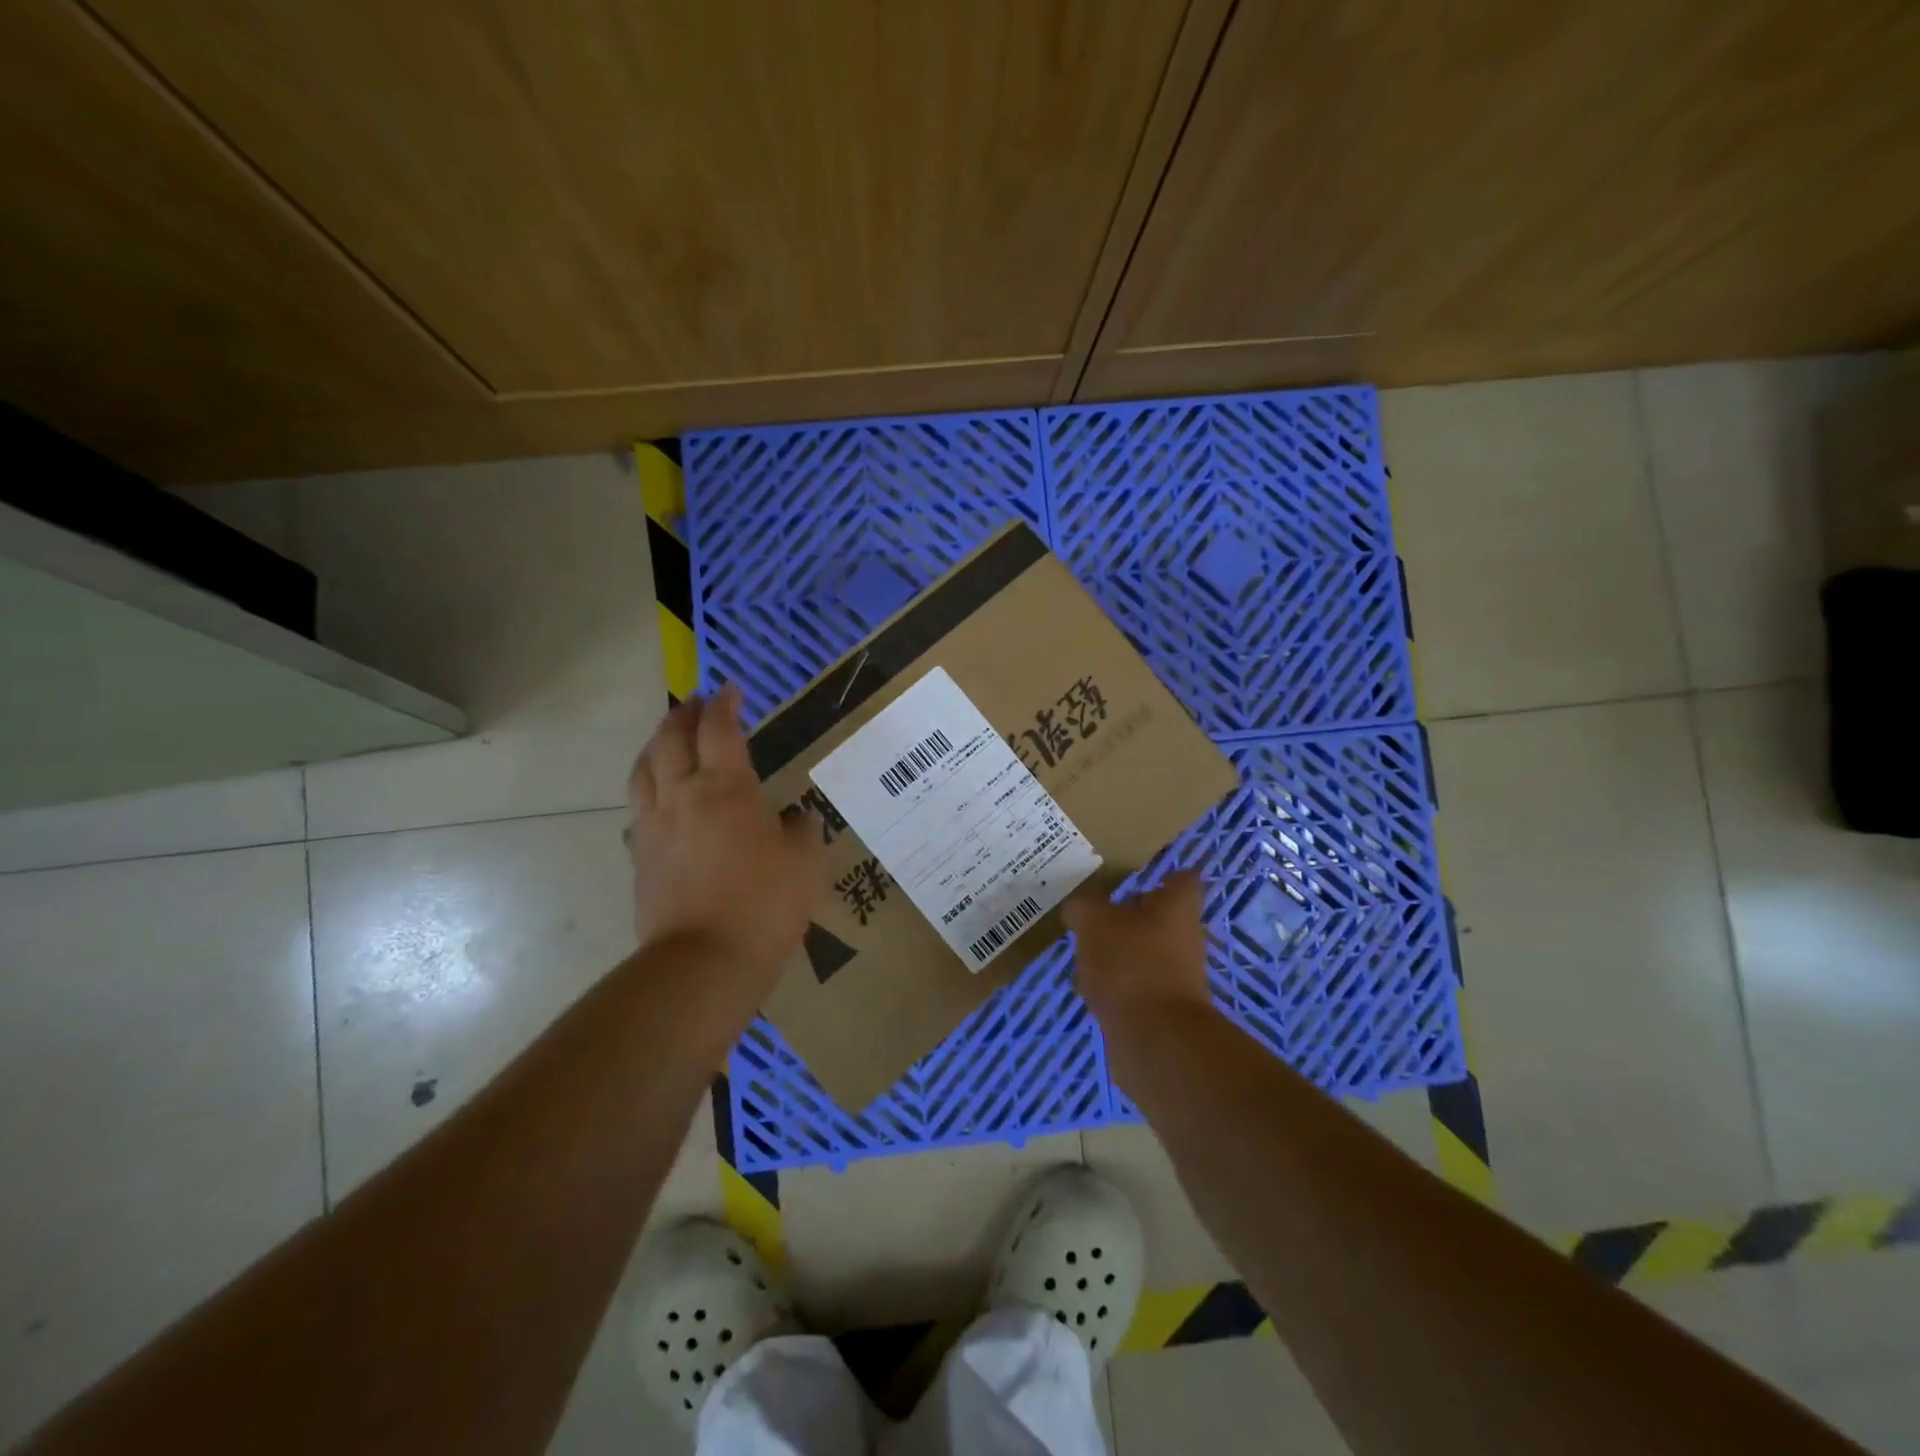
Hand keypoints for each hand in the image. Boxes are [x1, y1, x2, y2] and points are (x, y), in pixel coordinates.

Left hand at [627, 684, 822, 980]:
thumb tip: (799, 817)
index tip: (730, 689)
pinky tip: (659, 800)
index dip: (724, 705)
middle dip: (683, 715)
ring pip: (644, 771)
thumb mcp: (803, 863)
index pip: (719, 730)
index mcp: (725, 789)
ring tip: (667, 739)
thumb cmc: (763, 904)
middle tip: (695, 703)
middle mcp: (681, 797)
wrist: (704, 962)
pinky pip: (638, 809)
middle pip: (670, 741)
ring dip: (655, 746)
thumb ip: (801, 831)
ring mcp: (653, 828)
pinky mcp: (641, 859)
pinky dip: (648, 789)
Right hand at [1062, 871, 1212, 1024]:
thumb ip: (1083, 907)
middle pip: (1161, 917)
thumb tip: (1079, 908)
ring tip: (1084, 951)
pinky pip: (1137, 985)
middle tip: (1096, 912)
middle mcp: (1185, 938)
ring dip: (1120, 951)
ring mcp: (1177, 976)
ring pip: (1146, 951)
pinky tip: (1090, 986)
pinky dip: (1116, 984)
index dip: (1163, 875)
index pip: (1182, 879)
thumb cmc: (1131, 964)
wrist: (1155, 1041)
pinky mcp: (1164, 1009)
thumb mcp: (1094, 922)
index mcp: (1177, 907)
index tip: (1136, 875)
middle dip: (1131, 915)